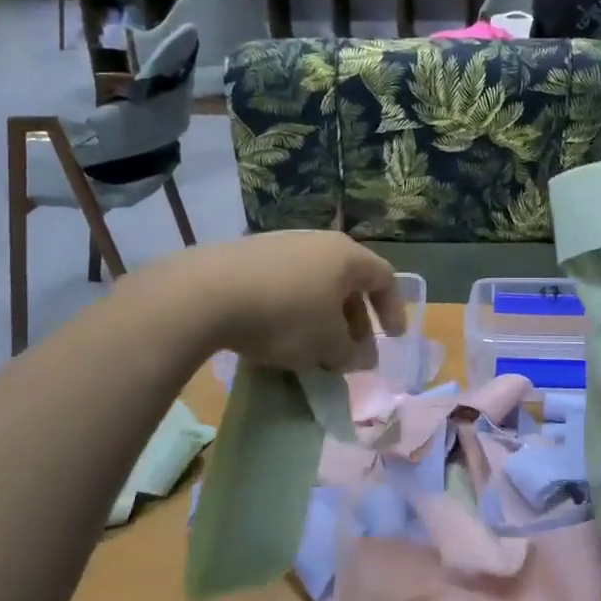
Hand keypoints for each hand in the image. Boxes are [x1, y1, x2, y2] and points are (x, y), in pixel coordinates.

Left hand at [159, 232, 406, 372]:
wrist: (207, 293)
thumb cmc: (285, 316)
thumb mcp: (326, 345)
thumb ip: (350, 353)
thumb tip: (357, 358)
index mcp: (347, 256)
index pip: (384, 279)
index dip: (393, 310)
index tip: (393, 338)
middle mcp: (318, 242)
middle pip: (349, 281)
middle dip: (355, 320)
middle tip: (352, 352)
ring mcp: (282, 245)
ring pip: (316, 282)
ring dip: (323, 316)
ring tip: (316, 347)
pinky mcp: (250, 255)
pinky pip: (286, 283)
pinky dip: (295, 308)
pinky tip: (280, 333)